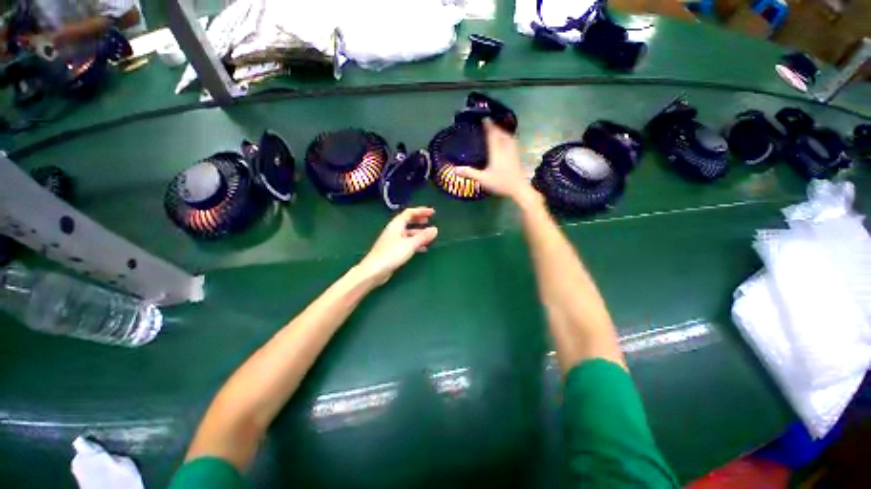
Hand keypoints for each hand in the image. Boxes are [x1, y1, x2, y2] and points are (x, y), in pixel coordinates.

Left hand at [356, 207, 438, 285]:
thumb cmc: (392, 254)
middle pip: (408, 221)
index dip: (421, 211)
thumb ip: (423, 236)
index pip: (410, 212)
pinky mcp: (393, 250)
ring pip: (408, 233)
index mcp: (397, 224)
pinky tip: (422, 248)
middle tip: (429, 221)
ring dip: (418, 233)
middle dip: (419, 220)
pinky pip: (406, 242)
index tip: (432, 212)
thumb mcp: (410, 244)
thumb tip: (435, 229)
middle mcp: (394, 230)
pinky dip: (415, 242)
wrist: (374, 270)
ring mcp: (393, 240)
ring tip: (429, 236)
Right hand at [455, 120, 536, 202]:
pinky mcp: (516, 155)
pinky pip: (512, 141)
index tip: (484, 119)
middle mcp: (505, 148)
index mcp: (496, 151)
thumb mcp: (482, 179)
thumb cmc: (500, 183)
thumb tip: (454, 169)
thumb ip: (469, 173)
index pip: (492, 134)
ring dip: (501, 131)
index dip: (488, 126)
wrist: (518, 188)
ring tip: (496, 130)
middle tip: (488, 123)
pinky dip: (507, 137)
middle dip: (495, 127)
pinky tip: (506, 140)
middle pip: (500, 133)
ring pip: (507, 136)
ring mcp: (512, 151)